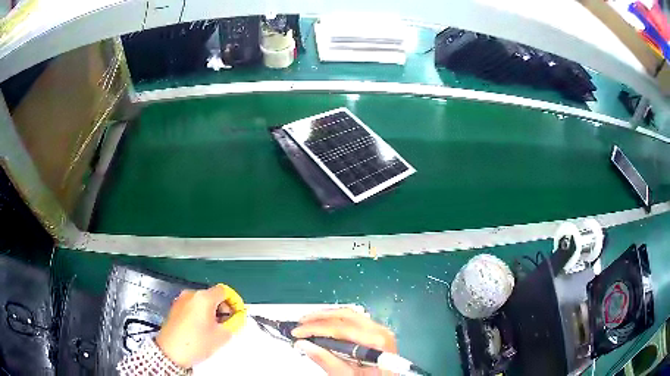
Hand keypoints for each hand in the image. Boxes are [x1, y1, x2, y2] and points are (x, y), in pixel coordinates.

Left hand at [155, 284, 245, 367]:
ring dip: (210, 311)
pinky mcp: (174, 307)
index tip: (236, 313)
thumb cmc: (197, 342)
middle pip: (212, 295)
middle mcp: (191, 294)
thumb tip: (235, 318)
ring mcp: (181, 300)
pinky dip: (199, 313)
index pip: (224, 291)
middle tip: (225, 323)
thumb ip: (233, 324)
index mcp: (204, 297)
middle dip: (222, 308)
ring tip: (212, 328)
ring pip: (201, 301)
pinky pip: (192, 305)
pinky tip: (200, 328)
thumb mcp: (221, 336)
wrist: (171, 351)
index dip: (233, 301)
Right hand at [291, 308, 396, 375]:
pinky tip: (325, 325)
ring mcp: (380, 329)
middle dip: (320, 317)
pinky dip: (337, 321)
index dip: (316, 328)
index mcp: (376, 341)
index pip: (341, 328)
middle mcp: (381, 330)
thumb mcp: (347, 375)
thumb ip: (326, 360)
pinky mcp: (376, 332)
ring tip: (308, 321)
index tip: (297, 332)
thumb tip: (303, 345)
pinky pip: (355, 320)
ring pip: (350, 314)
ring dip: (327, 316)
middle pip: (346, 315)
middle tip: (300, 323)